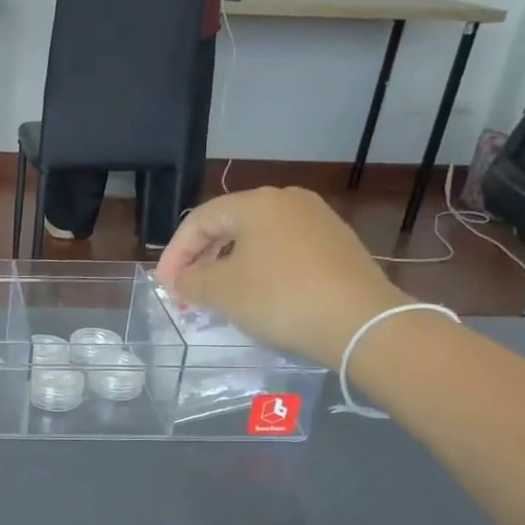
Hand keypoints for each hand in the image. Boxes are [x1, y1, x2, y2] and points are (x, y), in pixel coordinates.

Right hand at [155, 187, 409, 363]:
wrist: (361, 322)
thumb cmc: (280, 298)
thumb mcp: (221, 291)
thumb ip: (190, 280)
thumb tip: (182, 279)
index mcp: (257, 202)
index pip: (200, 220)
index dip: (175, 253)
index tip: (164, 285)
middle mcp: (289, 201)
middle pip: (229, 225)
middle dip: (201, 258)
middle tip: (185, 288)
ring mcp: (318, 221)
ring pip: (258, 239)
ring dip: (229, 265)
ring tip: (217, 294)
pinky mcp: (337, 246)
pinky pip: (284, 251)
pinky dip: (260, 269)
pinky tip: (256, 295)